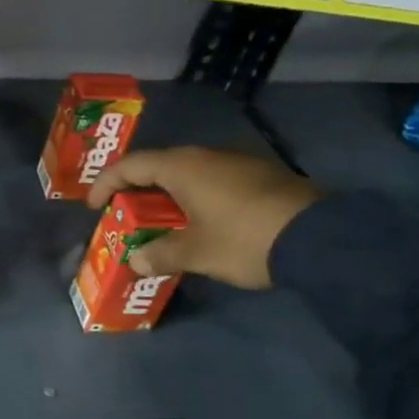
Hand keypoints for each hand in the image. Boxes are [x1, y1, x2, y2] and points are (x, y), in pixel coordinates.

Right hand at [86, 146, 320, 289]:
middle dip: (137, 191)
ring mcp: (238, 163)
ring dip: (169, 196)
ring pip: (190, 174)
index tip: (93, 206)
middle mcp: (207, 156)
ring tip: (163, 223)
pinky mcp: (263, 177)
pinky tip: (204, 223)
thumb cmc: (244, 239)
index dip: (105, 184)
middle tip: (126, 215)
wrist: (324, 239)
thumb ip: (160, 255)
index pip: (130, 166)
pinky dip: (197, 198)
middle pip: (159, 166)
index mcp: (182, 166)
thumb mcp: (196, 253)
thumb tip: (136, 262)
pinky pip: (215, 181)